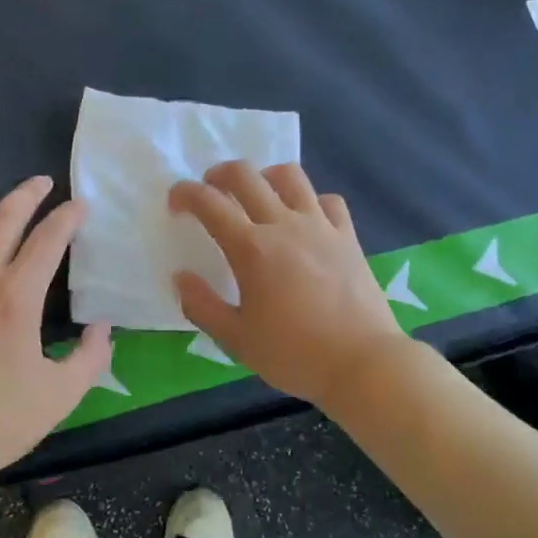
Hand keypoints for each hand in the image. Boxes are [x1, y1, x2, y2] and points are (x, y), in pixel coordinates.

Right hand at [169, 162, 411, 408]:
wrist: (362, 363)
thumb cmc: (294, 354)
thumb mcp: (236, 340)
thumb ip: (202, 306)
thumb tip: (180, 277)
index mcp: (251, 248)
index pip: (209, 203)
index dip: (185, 194)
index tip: (175, 203)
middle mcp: (284, 225)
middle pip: (246, 175)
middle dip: (219, 174)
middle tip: (210, 192)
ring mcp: (320, 226)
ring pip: (290, 176)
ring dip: (265, 176)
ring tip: (258, 195)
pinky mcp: (347, 236)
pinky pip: (328, 200)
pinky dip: (310, 201)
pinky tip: (305, 219)